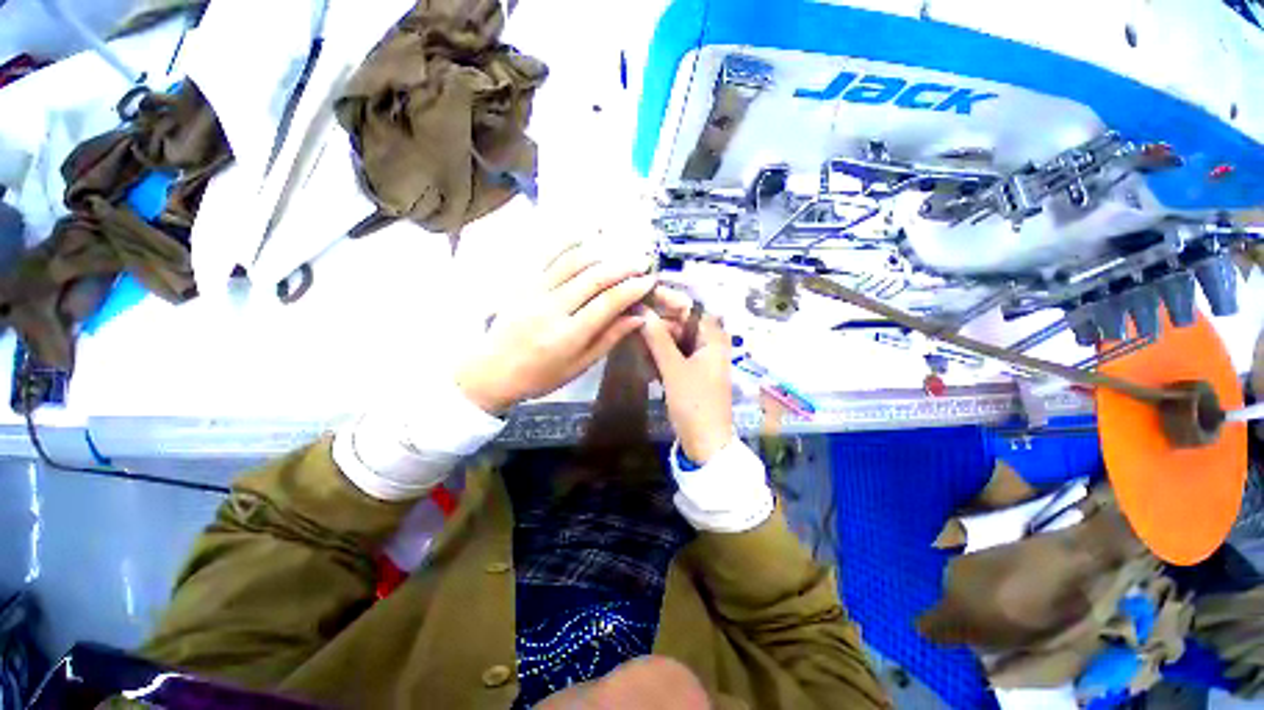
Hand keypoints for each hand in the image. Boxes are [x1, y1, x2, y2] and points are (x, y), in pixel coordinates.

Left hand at [457, 246, 655, 414]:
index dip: (632, 289)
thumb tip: (637, 317)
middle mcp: (553, 308)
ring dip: (601, 253)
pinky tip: (583, 237)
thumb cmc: (540, 376)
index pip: (608, 303)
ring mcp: (535, 291)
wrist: (492, 371)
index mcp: (569, 335)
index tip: (649, 281)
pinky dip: (566, 244)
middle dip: (622, 267)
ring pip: (573, 262)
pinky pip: (547, 257)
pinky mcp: (523, 283)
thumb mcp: (579, 366)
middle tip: (641, 262)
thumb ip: (609, 339)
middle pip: (594, 278)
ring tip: (620, 252)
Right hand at [639, 290, 733, 463]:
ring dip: (655, 343)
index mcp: (713, 338)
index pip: (689, 307)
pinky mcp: (691, 373)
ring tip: (638, 349)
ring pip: (674, 340)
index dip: (666, 298)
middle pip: (680, 323)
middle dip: (657, 325)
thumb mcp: (674, 369)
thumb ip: (657, 338)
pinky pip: (673, 356)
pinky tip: (647, 366)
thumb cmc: (694, 403)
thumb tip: (642, 310)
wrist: (706, 444)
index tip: (641, 293)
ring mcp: (700, 359)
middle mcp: (708, 343)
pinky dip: (660, 358)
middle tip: (632, 325)